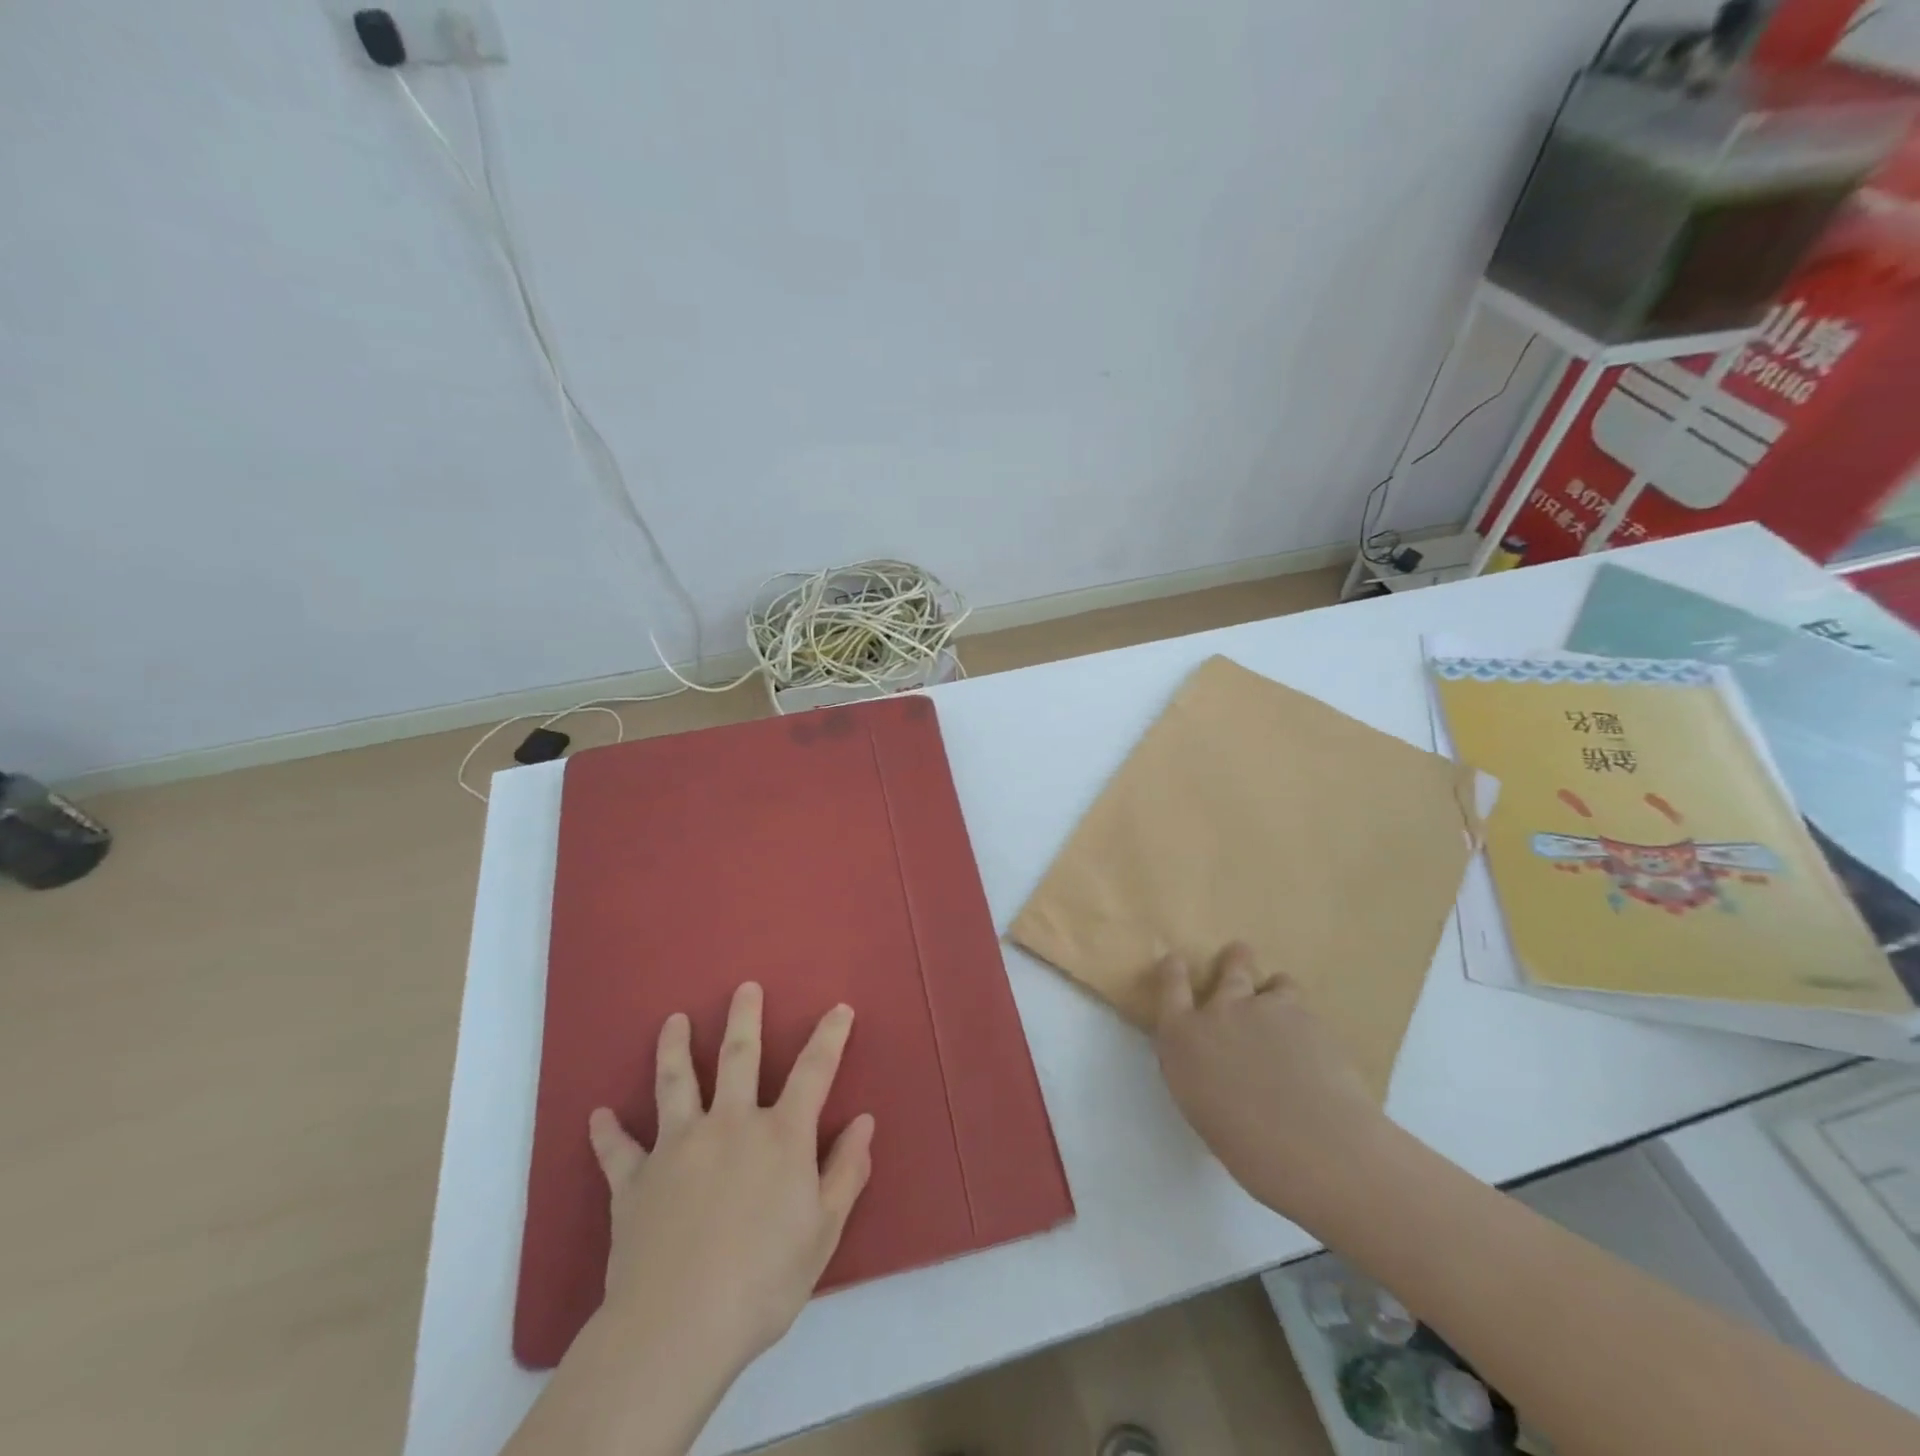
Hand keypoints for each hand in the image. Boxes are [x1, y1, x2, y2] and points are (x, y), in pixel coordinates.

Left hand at [585, 982, 875, 1378]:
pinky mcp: (635, 1180)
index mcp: (780, 1136)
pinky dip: (608, 1133)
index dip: (830, 1036)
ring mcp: (677, 1147)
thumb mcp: (823, 1232)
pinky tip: (598, 1116)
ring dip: (673, 1048)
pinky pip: (618, 1151)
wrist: (677, 1328)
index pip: (814, 1070)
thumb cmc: (763, 1281)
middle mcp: (730, 1124)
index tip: (840, 1009)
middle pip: (738, 1056)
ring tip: (672, 1020)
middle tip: (744, 987)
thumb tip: (864, 1121)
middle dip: (744, 1018)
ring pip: (674, 1082)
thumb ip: (845, 1171)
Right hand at [1152, 942, 1396, 1228]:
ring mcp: (1265, 1007)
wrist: (1313, 1145)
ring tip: (1286, 1009)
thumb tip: (1214, 1064)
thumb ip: (1201, 1072)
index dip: (1173, 969)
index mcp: (1183, 1037)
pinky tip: (1316, 1048)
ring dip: (1276, 992)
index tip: (1176, 961)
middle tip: (1241, 955)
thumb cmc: (1246, 1147)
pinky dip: (1305, 1022)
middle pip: (1228, 969)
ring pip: (1274, 982)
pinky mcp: (1307, 1016)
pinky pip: (1303, 1008)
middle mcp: (1220, 1010)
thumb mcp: (1201, 1107)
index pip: (1170, 986)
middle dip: (1236, 960)